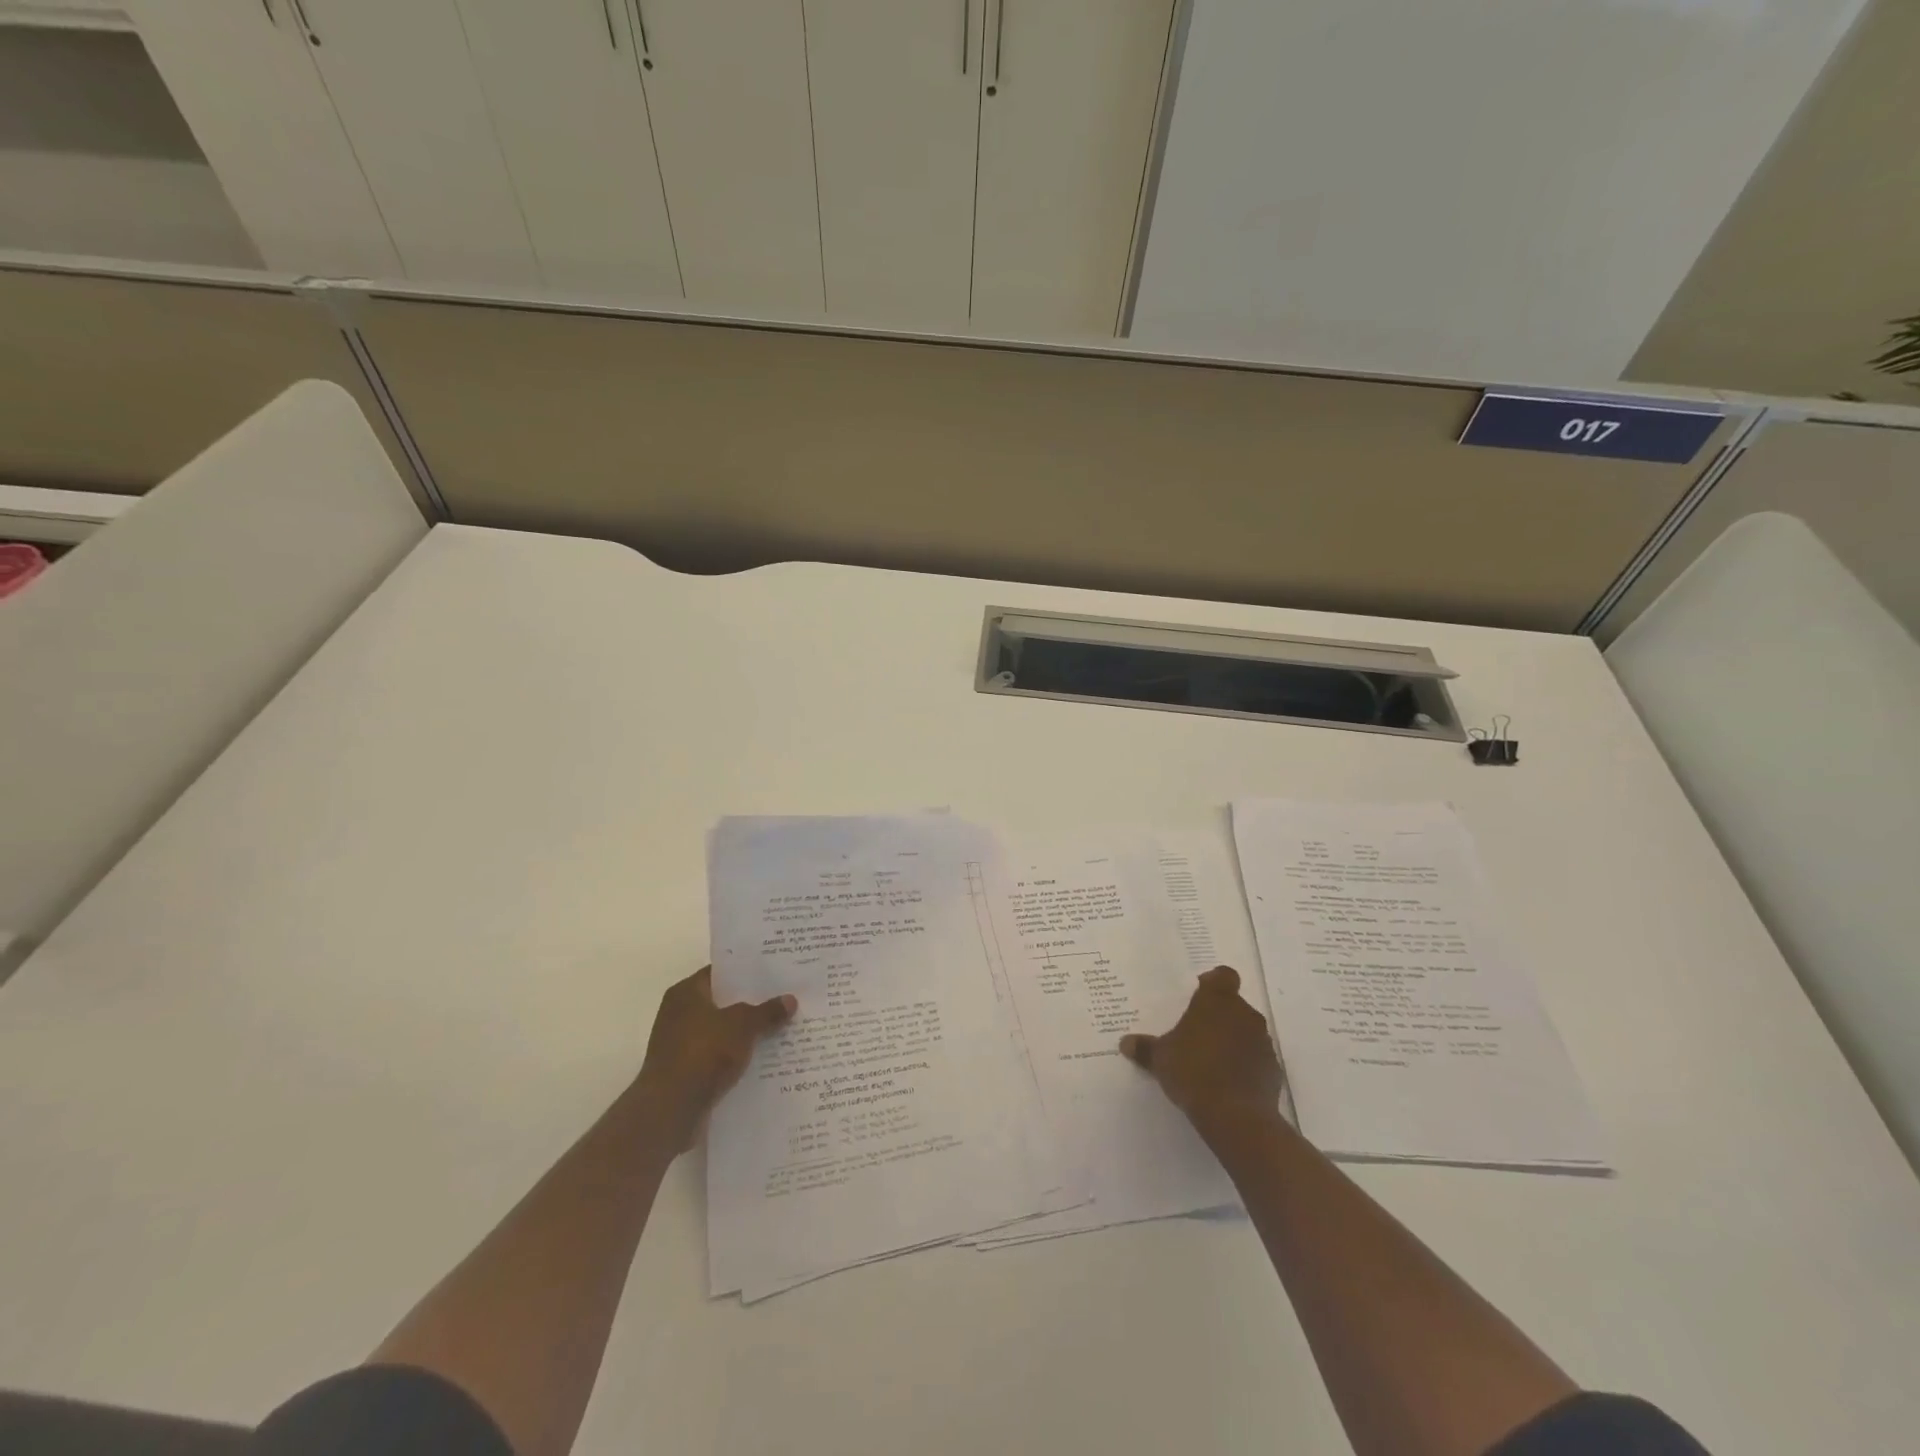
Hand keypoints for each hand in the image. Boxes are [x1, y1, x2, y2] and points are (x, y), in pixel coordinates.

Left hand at [634, 966, 795, 1148]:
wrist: (670, 1109)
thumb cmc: (703, 1052)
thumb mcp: (742, 1025)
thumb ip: (766, 1011)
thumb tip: (790, 999)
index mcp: (686, 993)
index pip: (720, 973)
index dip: (747, 973)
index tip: (774, 974)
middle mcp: (678, 1014)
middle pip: (722, 1003)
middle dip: (752, 1004)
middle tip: (785, 999)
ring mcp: (680, 1046)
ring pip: (722, 1033)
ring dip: (746, 1034)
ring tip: (782, 1030)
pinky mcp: (685, 1073)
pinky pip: (718, 1058)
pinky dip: (737, 1059)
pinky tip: (764, 1060)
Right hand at [1119, 966, 1284, 1133]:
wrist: (1235, 1116)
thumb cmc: (1192, 1071)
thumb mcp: (1160, 1058)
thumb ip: (1144, 1048)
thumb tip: (1125, 1043)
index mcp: (1217, 1001)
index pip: (1223, 975)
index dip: (1213, 982)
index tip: (1199, 996)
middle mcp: (1245, 1014)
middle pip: (1234, 1005)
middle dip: (1219, 1016)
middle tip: (1198, 1034)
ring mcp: (1263, 1042)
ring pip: (1247, 1031)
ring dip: (1233, 1040)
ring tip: (1212, 1062)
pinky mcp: (1274, 1070)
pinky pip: (1257, 1059)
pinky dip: (1246, 1066)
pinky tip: (1229, 1083)